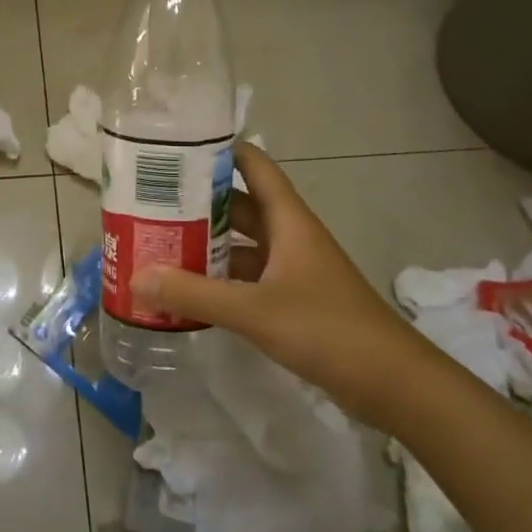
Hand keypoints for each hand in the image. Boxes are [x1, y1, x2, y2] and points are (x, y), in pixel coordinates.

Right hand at [130, 144, 419, 397]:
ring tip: (159, 242)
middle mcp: (289, 236)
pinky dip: (220, 279)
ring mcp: (293, 269)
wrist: (394, 384)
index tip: (175, 147)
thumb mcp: (255, 310)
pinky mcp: (294, 300)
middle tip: (149, 200)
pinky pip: (248, 278)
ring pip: (242, 245)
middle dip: (198, 202)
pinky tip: (189, 290)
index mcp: (288, 220)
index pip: (253, 165)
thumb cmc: (327, 329)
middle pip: (239, 205)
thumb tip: (137, 277)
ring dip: (207, 243)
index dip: (219, 150)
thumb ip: (195, 293)